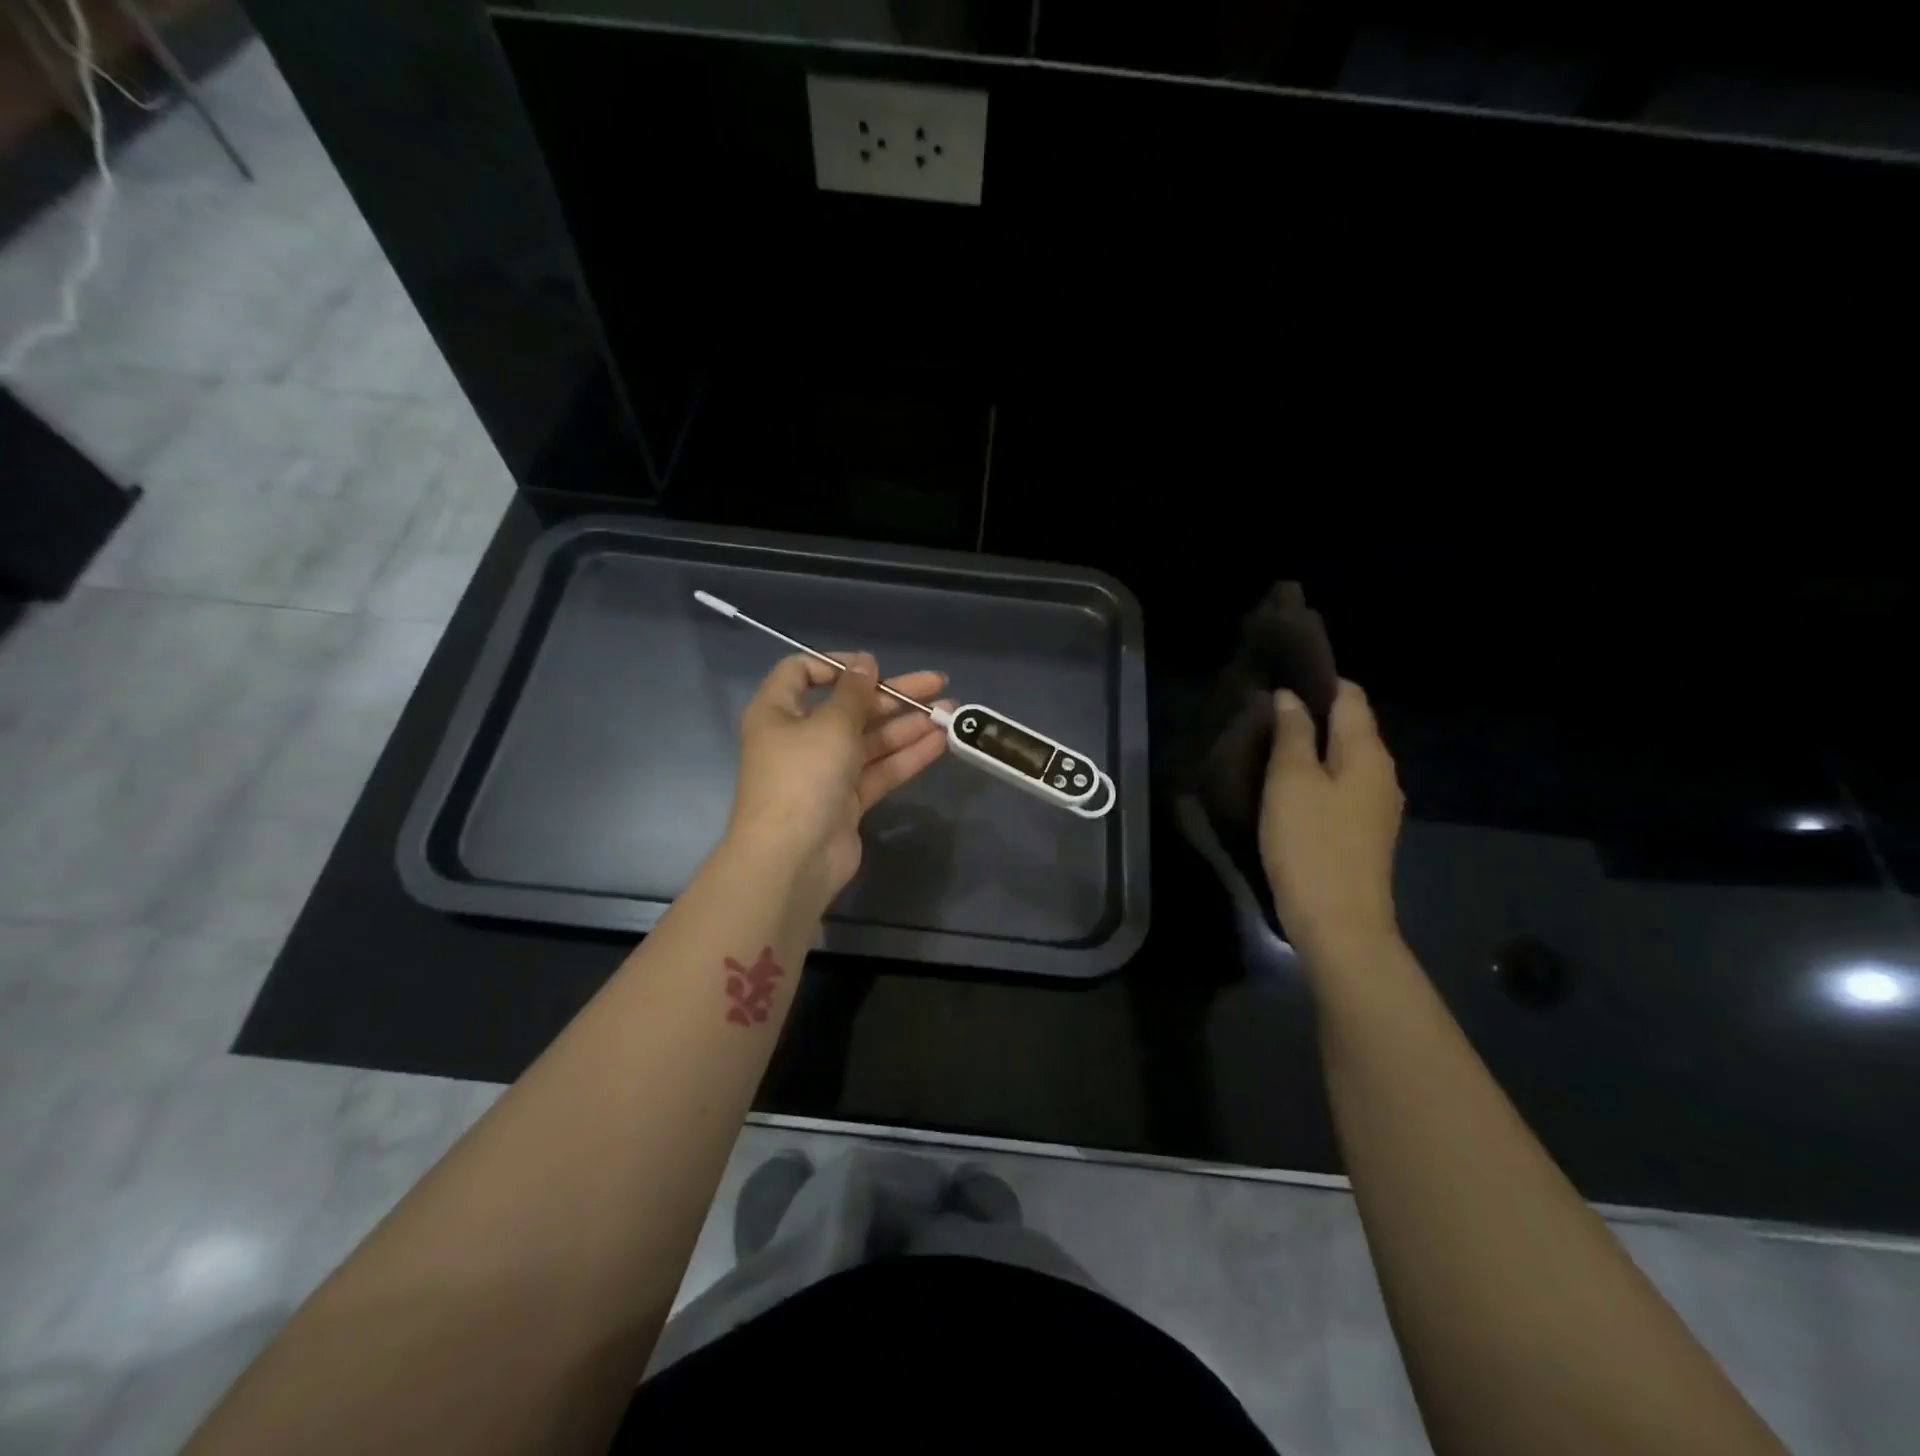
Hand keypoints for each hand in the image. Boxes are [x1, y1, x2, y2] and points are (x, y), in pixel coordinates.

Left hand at [724, 652, 952, 913]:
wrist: (792, 859)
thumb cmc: (802, 777)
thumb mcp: (831, 724)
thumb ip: (854, 692)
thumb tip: (865, 661)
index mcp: (778, 711)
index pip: (802, 672)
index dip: (838, 664)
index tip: (874, 667)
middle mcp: (799, 738)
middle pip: (849, 707)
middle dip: (893, 695)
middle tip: (936, 684)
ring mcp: (824, 771)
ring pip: (870, 740)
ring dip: (908, 725)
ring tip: (950, 711)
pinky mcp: (846, 800)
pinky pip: (878, 769)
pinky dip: (906, 756)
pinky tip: (940, 742)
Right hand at [1259, 680, 1403, 962]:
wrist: (1339, 923)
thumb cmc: (1311, 844)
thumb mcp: (1291, 782)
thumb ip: (1292, 734)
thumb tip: (1291, 698)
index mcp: (1368, 753)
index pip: (1351, 697)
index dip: (1318, 682)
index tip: (1279, 680)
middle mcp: (1381, 773)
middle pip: (1350, 727)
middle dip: (1311, 716)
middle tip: (1264, 714)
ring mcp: (1376, 806)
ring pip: (1343, 759)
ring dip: (1311, 748)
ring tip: (1268, 747)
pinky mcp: (1363, 833)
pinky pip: (1340, 787)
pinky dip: (1316, 777)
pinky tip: (1287, 788)